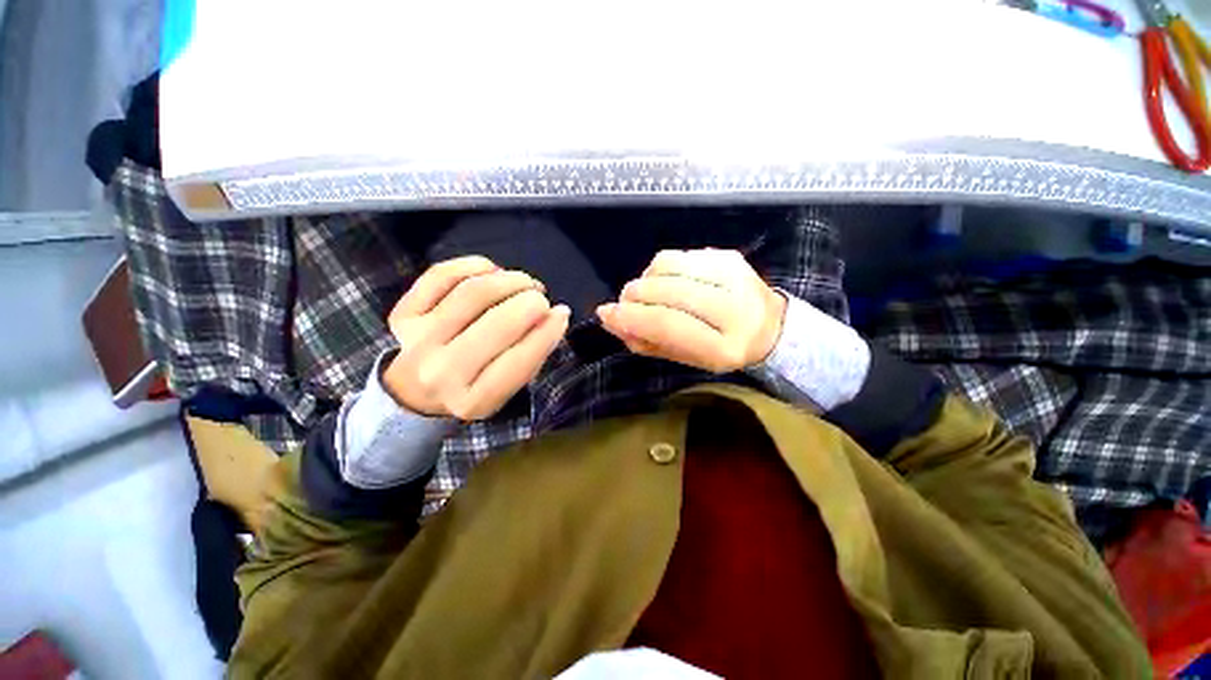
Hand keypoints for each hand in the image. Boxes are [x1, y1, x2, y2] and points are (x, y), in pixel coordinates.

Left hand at [383, 256, 569, 419]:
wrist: (415, 393)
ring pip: (474, 293)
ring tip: (524, 282)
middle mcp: (442, 373)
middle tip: (541, 298)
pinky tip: (492, 271)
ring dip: (510, 279)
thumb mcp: (508, 388)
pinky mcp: (402, 315)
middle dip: (531, 302)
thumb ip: (533, 354)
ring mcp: (418, 341)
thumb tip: (556, 314)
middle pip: (498, 322)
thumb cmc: (473, 388)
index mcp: (475, 400)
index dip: (548, 330)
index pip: (520, 359)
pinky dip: (474, 266)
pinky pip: (442, 276)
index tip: (562, 312)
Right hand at [597, 249, 786, 373]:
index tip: (607, 314)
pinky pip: (679, 255)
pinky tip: (665, 281)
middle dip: (634, 295)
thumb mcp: (685, 359)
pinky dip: (660, 268)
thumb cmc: (720, 350)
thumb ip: (647, 342)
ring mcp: (734, 276)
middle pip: (667, 291)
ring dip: (645, 279)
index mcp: (725, 347)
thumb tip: (610, 319)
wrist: (770, 328)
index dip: (632, 318)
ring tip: (645, 292)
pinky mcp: (729, 256)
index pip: (668, 325)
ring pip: (670, 267)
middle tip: (625, 303)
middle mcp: (734, 308)